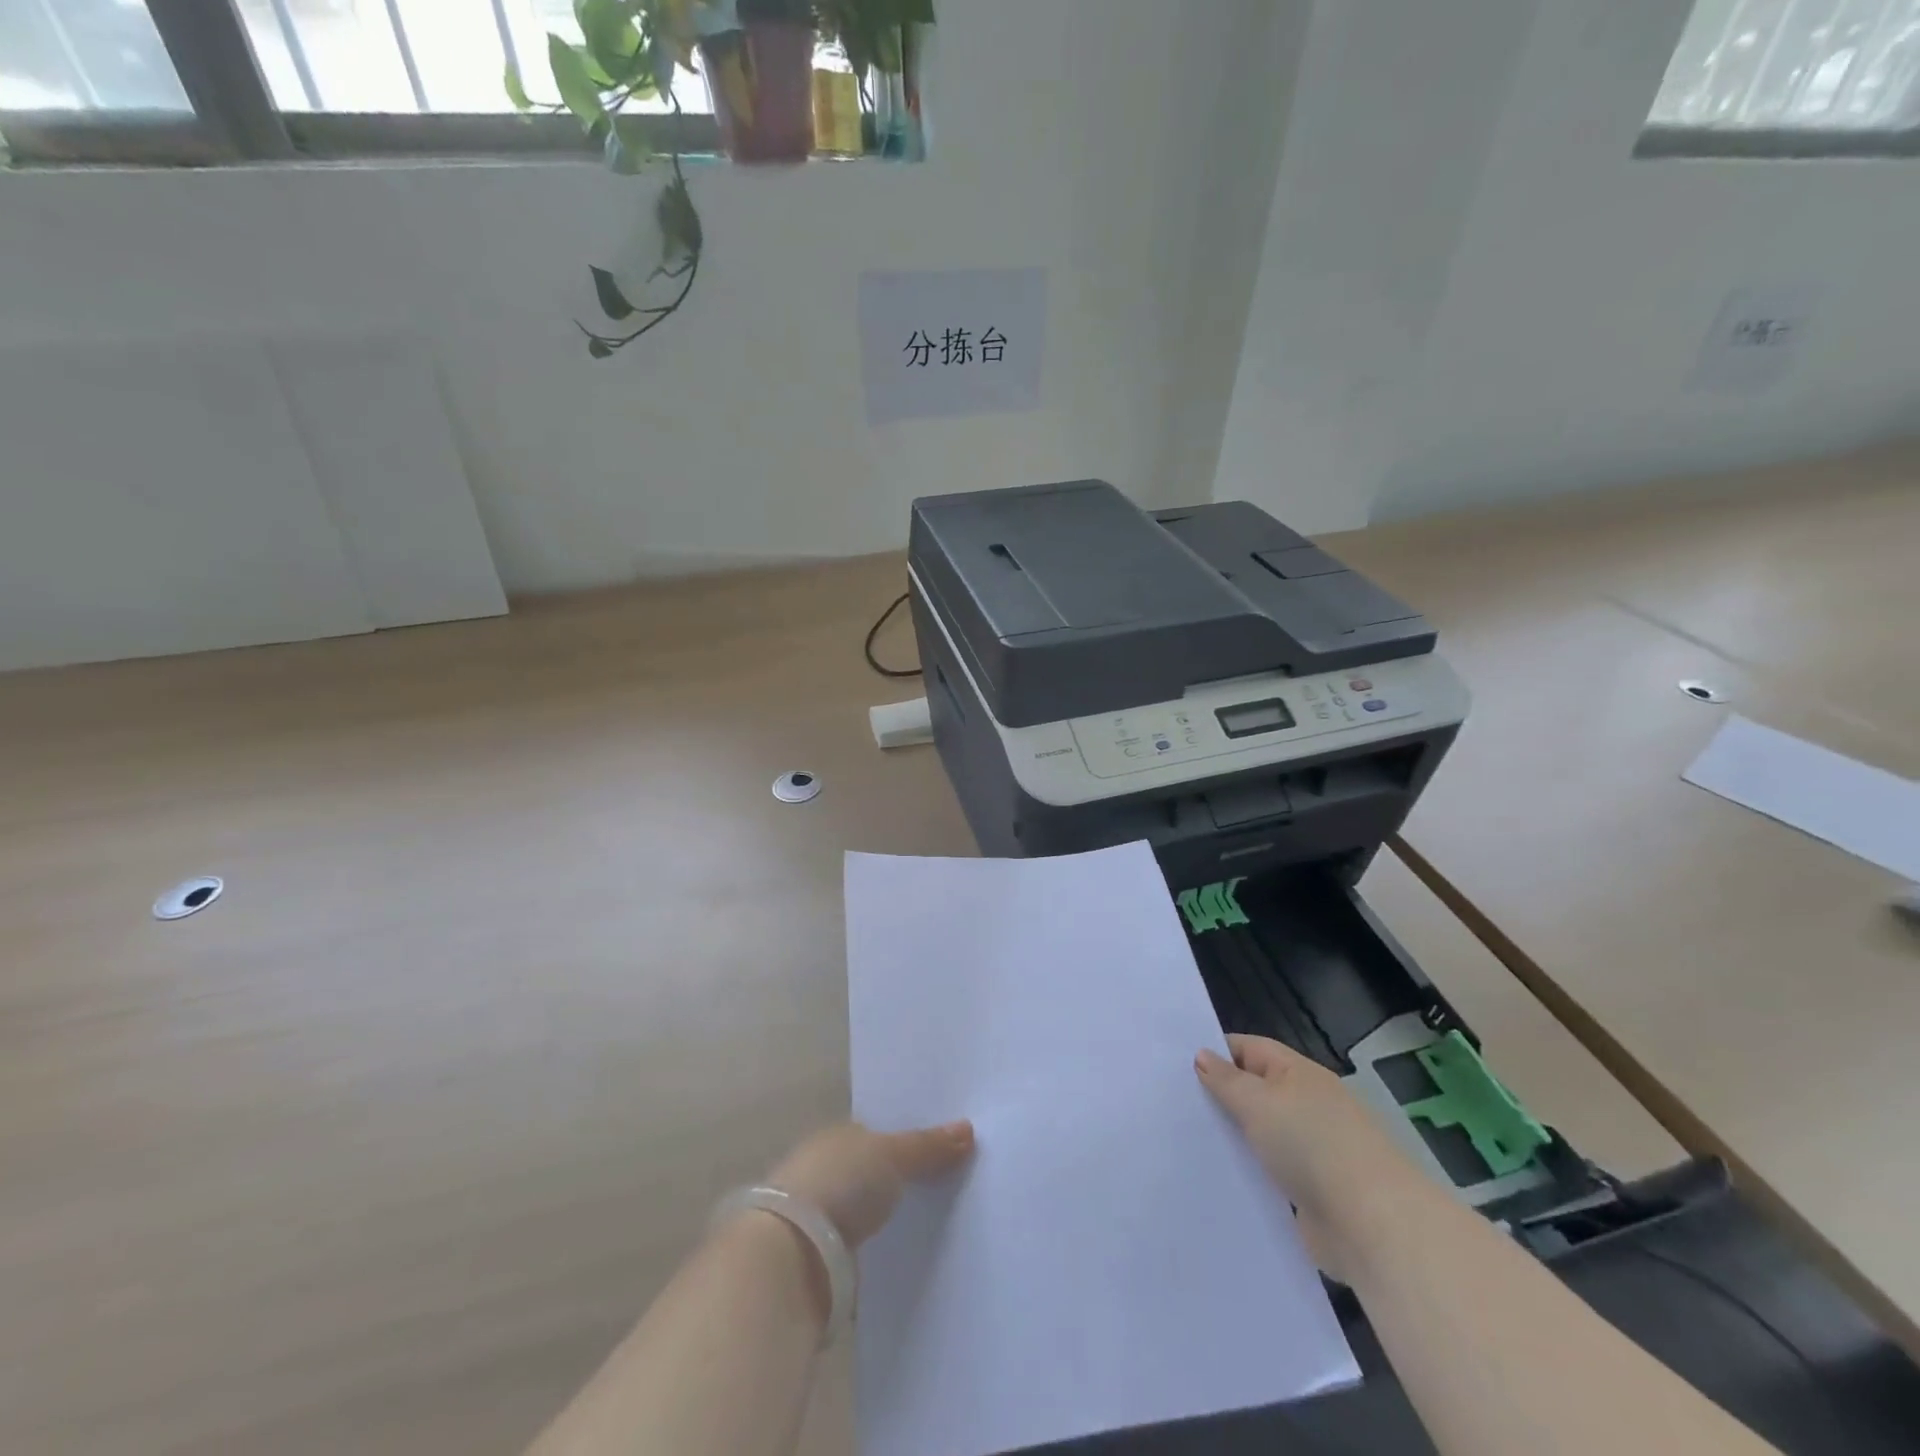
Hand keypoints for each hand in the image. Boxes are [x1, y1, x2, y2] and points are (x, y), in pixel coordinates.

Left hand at [766, 1120, 974, 1247]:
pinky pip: (864, 1246)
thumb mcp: (892, 1155)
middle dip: (901, 1178)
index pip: (877, 1132)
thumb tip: (968, 1128)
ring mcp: (821, 1215)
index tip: (942, 1149)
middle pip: (873, 1170)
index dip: (908, 1139)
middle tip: (949, 1185)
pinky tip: (908, 1254)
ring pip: (868, 1210)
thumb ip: (928, 1145)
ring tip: (936, 1222)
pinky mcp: (823, 1259)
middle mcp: (826, 1168)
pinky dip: (880, 1248)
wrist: (793, 1255)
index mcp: (838, 1135)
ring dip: (890, 1216)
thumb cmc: (840, 1184)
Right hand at [1197, 1035, 1433, 1280]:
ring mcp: (1311, 1150)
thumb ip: (1226, 1079)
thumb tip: (1202, 1054)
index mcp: (1298, 1074)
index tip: (1177, 1063)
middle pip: (1255, 1091)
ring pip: (1260, 1134)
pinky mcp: (1310, 1191)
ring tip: (1185, 1139)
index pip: (1250, 1049)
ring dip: (1232, 1138)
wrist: (1372, 1225)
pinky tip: (1217, 1177)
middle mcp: (1306, 1105)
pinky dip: (1248, 1172)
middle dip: (1220, 1096)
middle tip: (1174, 1101)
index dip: (1216, 1051)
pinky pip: (1269, 1172)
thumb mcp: (1258, 1102)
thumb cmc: (1311, 1144)